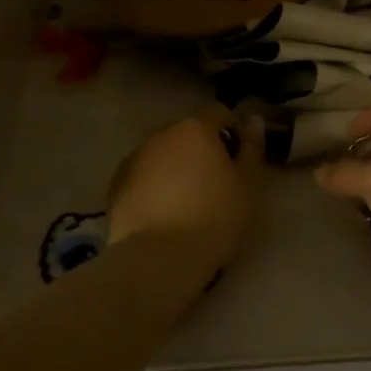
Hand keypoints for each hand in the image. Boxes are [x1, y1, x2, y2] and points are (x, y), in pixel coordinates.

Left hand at [108, 107, 265, 275]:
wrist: (160, 258)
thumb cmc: (215, 217)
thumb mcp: (249, 183)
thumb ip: (253, 147)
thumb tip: (253, 119)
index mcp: (195, 128)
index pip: (218, 112)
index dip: (233, 131)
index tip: (240, 160)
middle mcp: (161, 134)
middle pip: (187, 133)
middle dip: (202, 150)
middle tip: (216, 183)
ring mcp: (134, 158)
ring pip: (163, 154)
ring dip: (176, 167)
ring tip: (187, 201)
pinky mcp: (116, 185)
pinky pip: (143, 176)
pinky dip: (154, 186)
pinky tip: (163, 214)